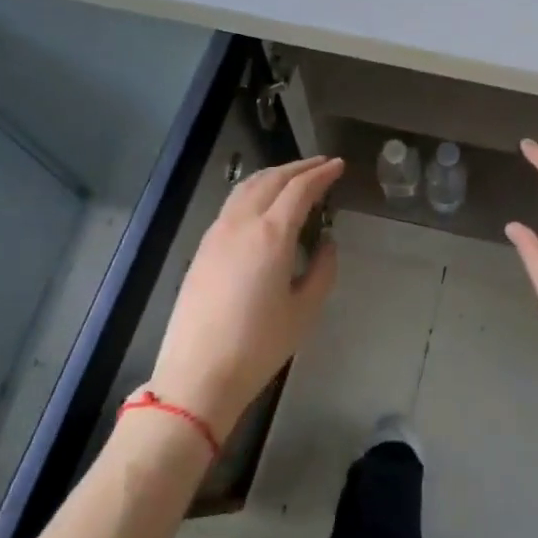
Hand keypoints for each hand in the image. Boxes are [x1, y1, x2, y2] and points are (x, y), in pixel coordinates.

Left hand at [146, 155, 343, 440]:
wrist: (198, 373)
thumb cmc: (259, 345)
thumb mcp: (304, 310)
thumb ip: (322, 269)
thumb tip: (327, 242)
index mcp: (271, 234)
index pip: (300, 189)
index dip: (322, 173)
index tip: (339, 165)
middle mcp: (242, 223)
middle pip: (271, 179)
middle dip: (299, 167)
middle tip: (321, 164)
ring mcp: (217, 233)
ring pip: (247, 187)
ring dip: (274, 175)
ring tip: (294, 176)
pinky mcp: (203, 248)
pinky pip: (232, 204)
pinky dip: (254, 191)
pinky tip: (263, 203)